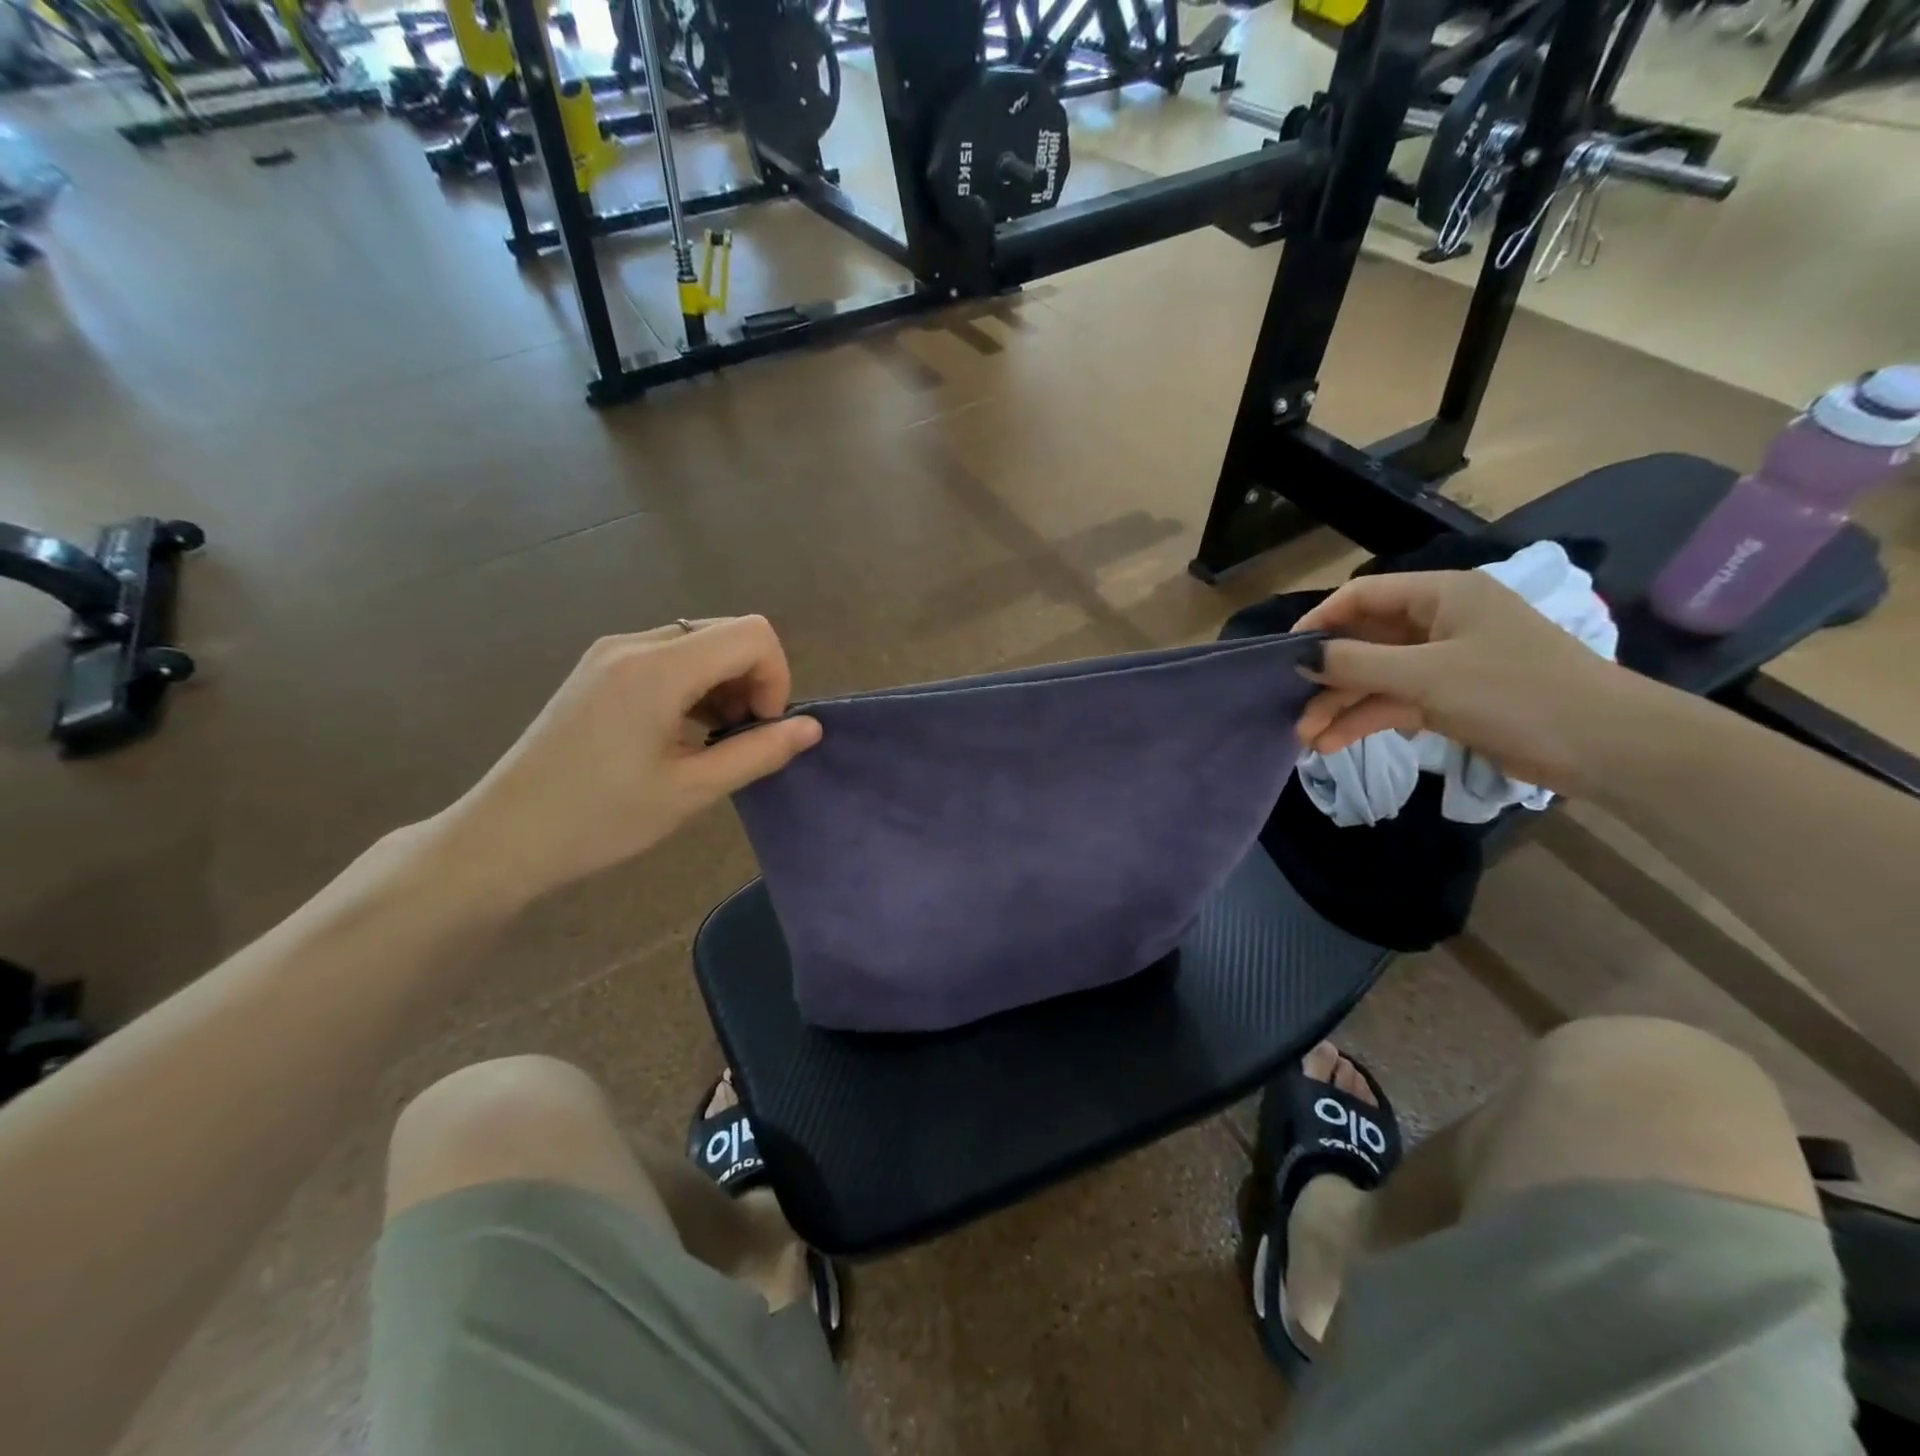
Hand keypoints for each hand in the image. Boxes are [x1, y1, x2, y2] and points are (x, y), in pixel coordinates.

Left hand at [435, 617, 820, 905]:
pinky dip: (694, 685)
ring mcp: (611, 653)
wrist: (504, 837)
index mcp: (658, 668)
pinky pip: (668, 657)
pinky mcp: (599, 669)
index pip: (752, 634)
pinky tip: (682, 732)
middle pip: (727, 633)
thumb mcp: (692, 791)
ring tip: (712, 741)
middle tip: (741, 739)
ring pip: (699, 644)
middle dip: (752, 680)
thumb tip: (812, 728)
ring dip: (724, 685)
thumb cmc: (601, 819)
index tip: (762, 728)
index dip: (776, 677)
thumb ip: (760, 752)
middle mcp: (634, 644)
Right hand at [1294, 570, 1632, 794]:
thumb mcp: (1426, 675)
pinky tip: (1335, 743)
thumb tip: (1302, 656)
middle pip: (1365, 640)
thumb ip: (1357, 663)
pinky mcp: (1452, 698)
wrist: (1607, 746)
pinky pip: (1395, 702)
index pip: (1363, 596)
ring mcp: (1446, 662)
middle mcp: (1440, 622)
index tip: (1284, 655)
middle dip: (1327, 676)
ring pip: (1376, 677)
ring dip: (1341, 705)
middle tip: (1291, 708)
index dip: (1320, 621)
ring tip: (1307, 739)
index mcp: (1442, 595)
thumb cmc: (1515, 692)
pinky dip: (1366, 720)